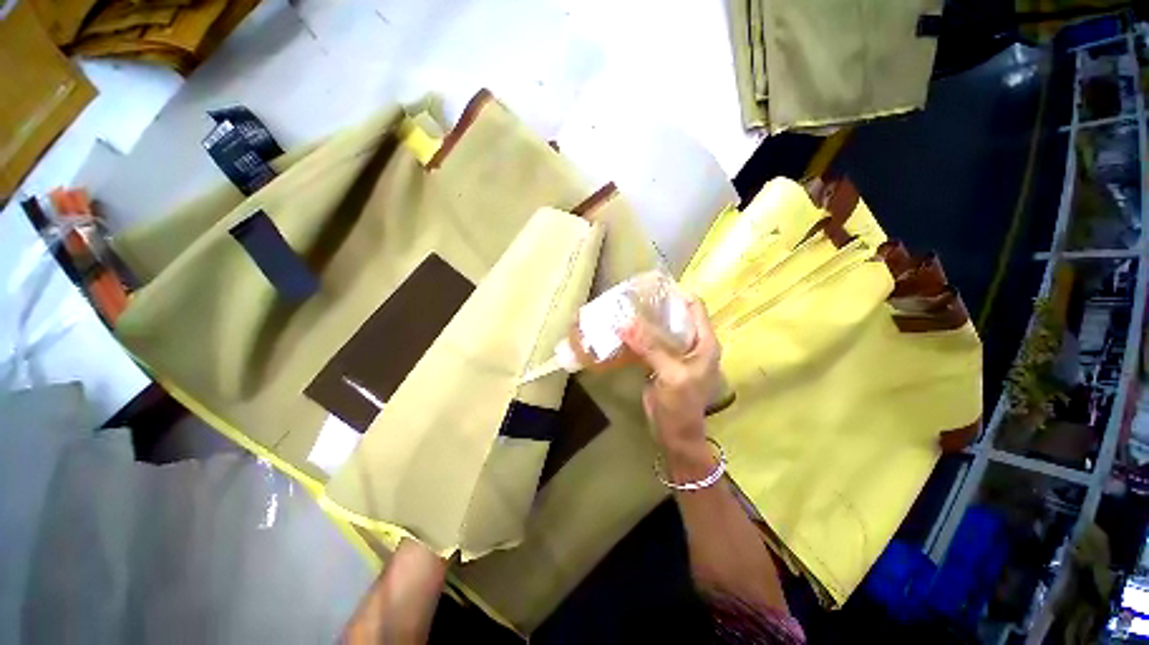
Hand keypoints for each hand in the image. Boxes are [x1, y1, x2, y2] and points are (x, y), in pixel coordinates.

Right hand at [621, 295, 721, 458]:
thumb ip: (650, 347)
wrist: (675, 433)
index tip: (653, 286)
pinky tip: (625, 331)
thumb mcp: (669, 374)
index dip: (677, 293)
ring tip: (627, 309)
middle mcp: (693, 343)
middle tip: (634, 297)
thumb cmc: (681, 404)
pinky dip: (641, 336)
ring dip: (647, 320)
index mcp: (705, 342)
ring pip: (663, 328)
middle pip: (677, 315)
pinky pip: (653, 342)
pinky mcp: (663, 362)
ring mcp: (677, 353)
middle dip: (658, 305)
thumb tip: (625, 323)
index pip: (695, 307)